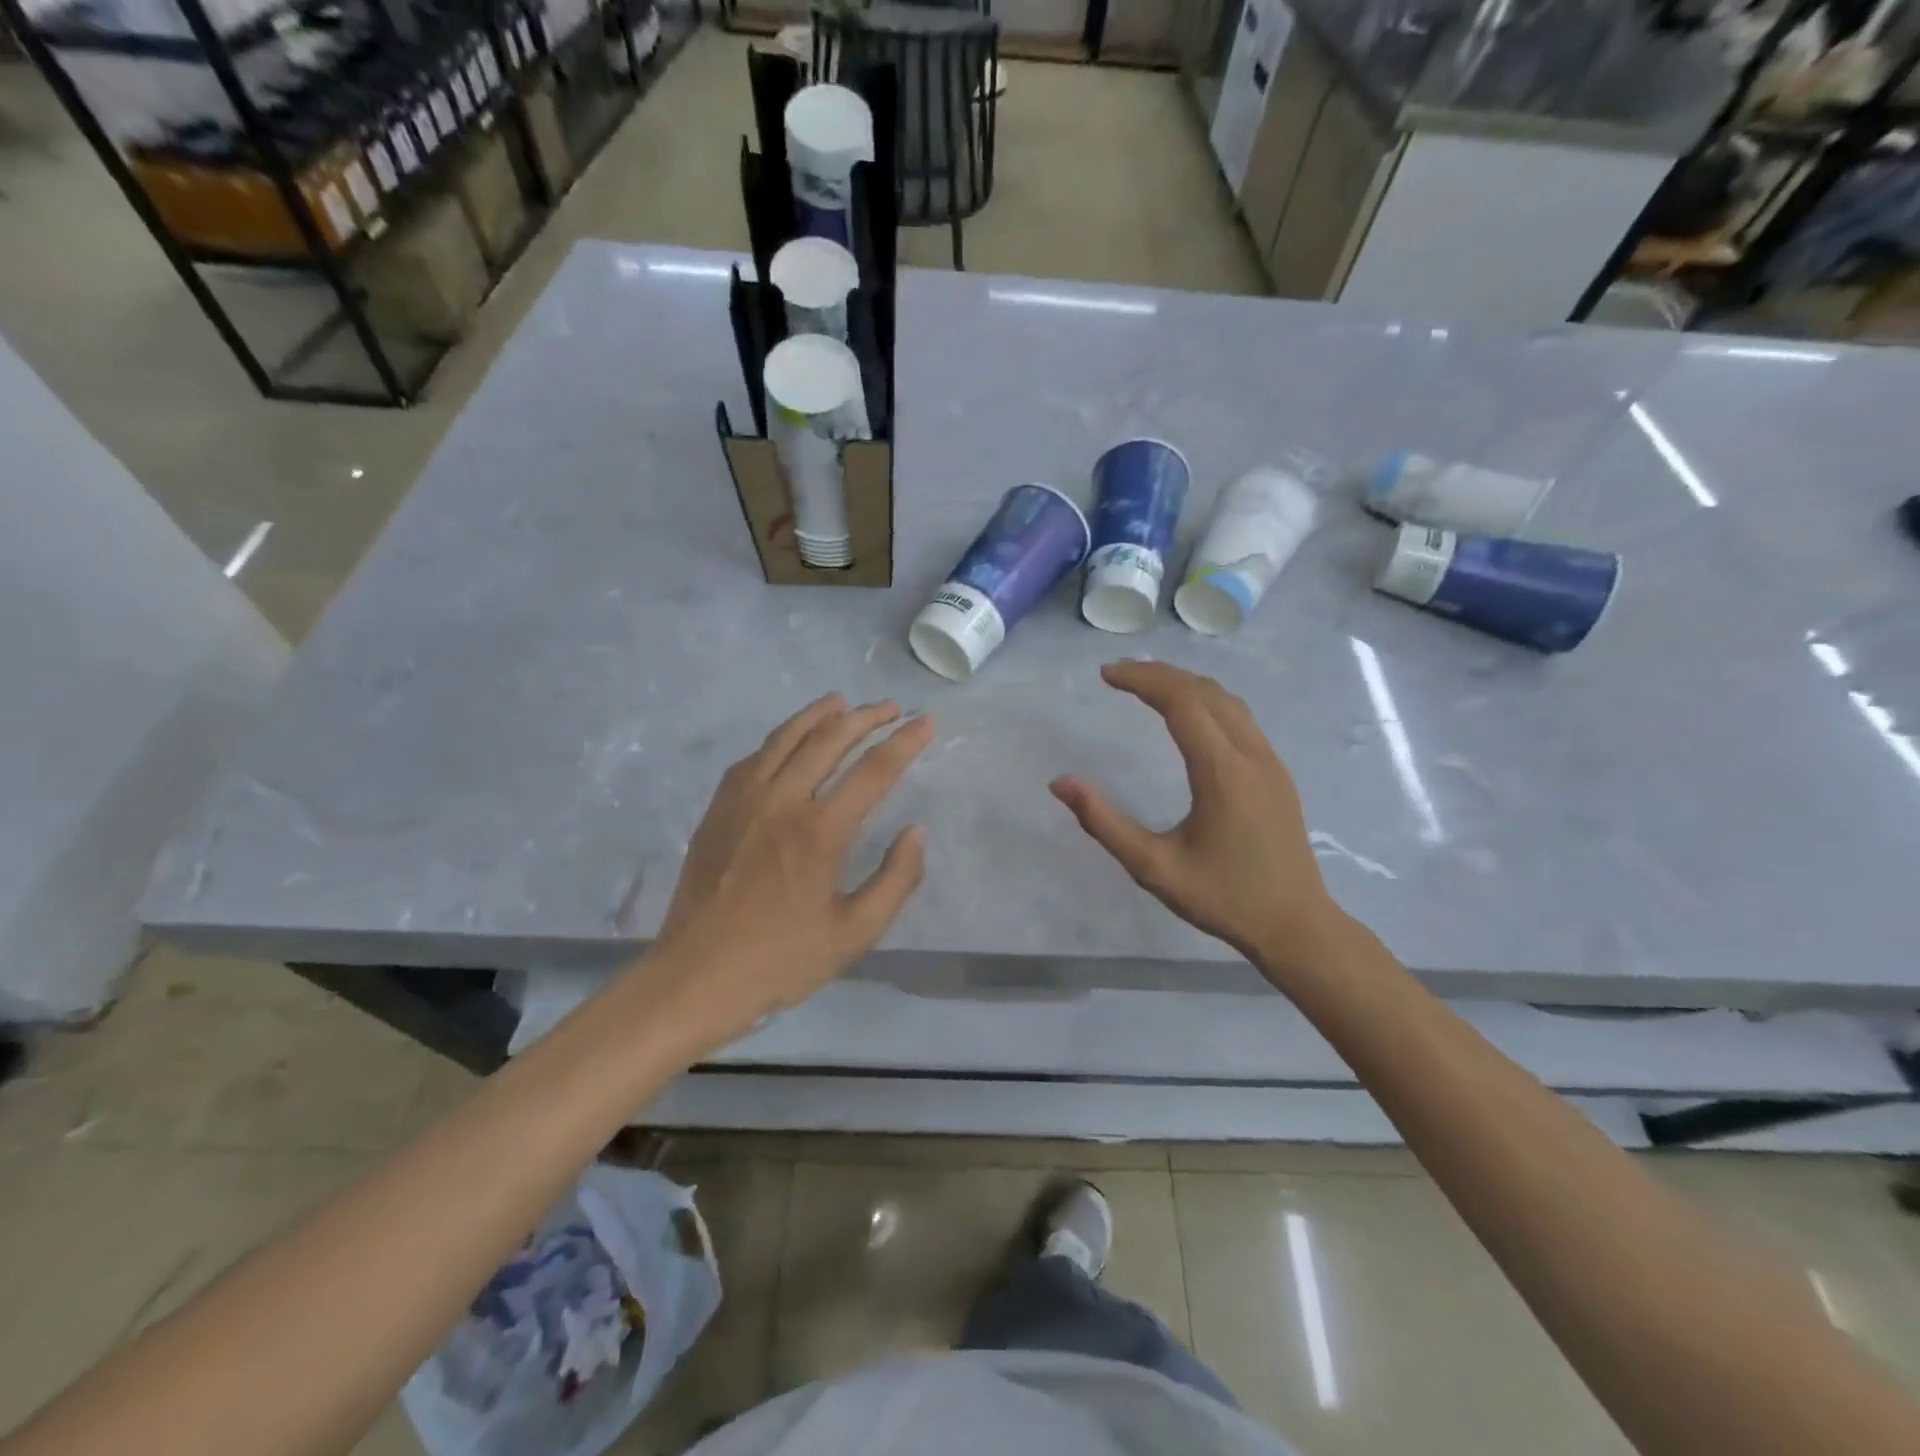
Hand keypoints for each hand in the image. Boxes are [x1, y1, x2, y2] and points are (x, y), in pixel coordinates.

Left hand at [646, 694, 932, 1048]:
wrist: (696, 976)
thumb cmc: (781, 960)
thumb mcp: (855, 933)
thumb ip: (896, 879)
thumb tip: (916, 832)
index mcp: (821, 831)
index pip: (874, 770)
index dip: (905, 742)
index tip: (926, 722)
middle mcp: (783, 800)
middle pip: (830, 740)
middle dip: (867, 717)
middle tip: (892, 707)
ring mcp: (744, 799)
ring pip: (787, 738)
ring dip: (820, 714)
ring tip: (843, 701)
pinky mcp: (718, 808)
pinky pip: (754, 757)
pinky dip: (780, 738)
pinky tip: (790, 738)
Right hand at [1050, 661, 1344, 977]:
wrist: (1296, 926)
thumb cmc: (1223, 898)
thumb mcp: (1153, 868)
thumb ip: (1104, 823)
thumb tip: (1060, 783)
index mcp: (1222, 773)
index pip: (1181, 702)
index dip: (1142, 680)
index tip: (1105, 674)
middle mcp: (1251, 755)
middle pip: (1204, 691)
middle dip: (1159, 673)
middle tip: (1117, 673)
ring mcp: (1270, 761)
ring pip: (1227, 700)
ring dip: (1184, 683)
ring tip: (1146, 683)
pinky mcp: (1276, 772)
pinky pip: (1240, 717)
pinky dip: (1206, 700)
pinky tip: (1187, 713)